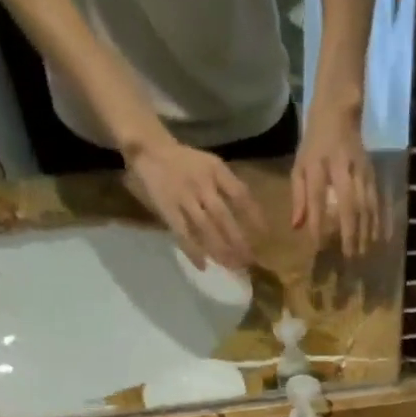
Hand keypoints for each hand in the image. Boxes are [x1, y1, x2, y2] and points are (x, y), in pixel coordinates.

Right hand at [126, 134, 264, 270]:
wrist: (150, 149)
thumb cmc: (187, 162)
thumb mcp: (211, 166)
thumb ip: (228, 187)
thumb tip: (252, 217)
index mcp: (215, 170)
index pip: (240, 194)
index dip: (254, 217)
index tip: (265, 236)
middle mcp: (201, 183)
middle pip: (223, 217)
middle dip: (238, 241)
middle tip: (249, 261)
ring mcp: (183, 197)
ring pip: (205, 228)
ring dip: (220, 250)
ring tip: (232, 267)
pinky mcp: (168, 209)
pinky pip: (182, 233)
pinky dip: (192, 251)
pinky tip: (203, 266)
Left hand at [291, 111, 382, 257]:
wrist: (339, 111)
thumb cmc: (315, 145)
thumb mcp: (299, 166)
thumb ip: (298, 197)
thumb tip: (297, 227)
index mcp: (317, 164)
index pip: (316, 196)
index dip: (317, 222)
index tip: (318, 246)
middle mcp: (341, 166)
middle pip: (348, 203)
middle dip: (349, 232)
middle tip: (349, 257)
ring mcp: (360, 169)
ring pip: (366, 203)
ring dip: (366, 230)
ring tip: (364, 253)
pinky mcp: (372, 172)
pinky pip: (377, 200)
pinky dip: (378, 220)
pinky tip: (379, 238)